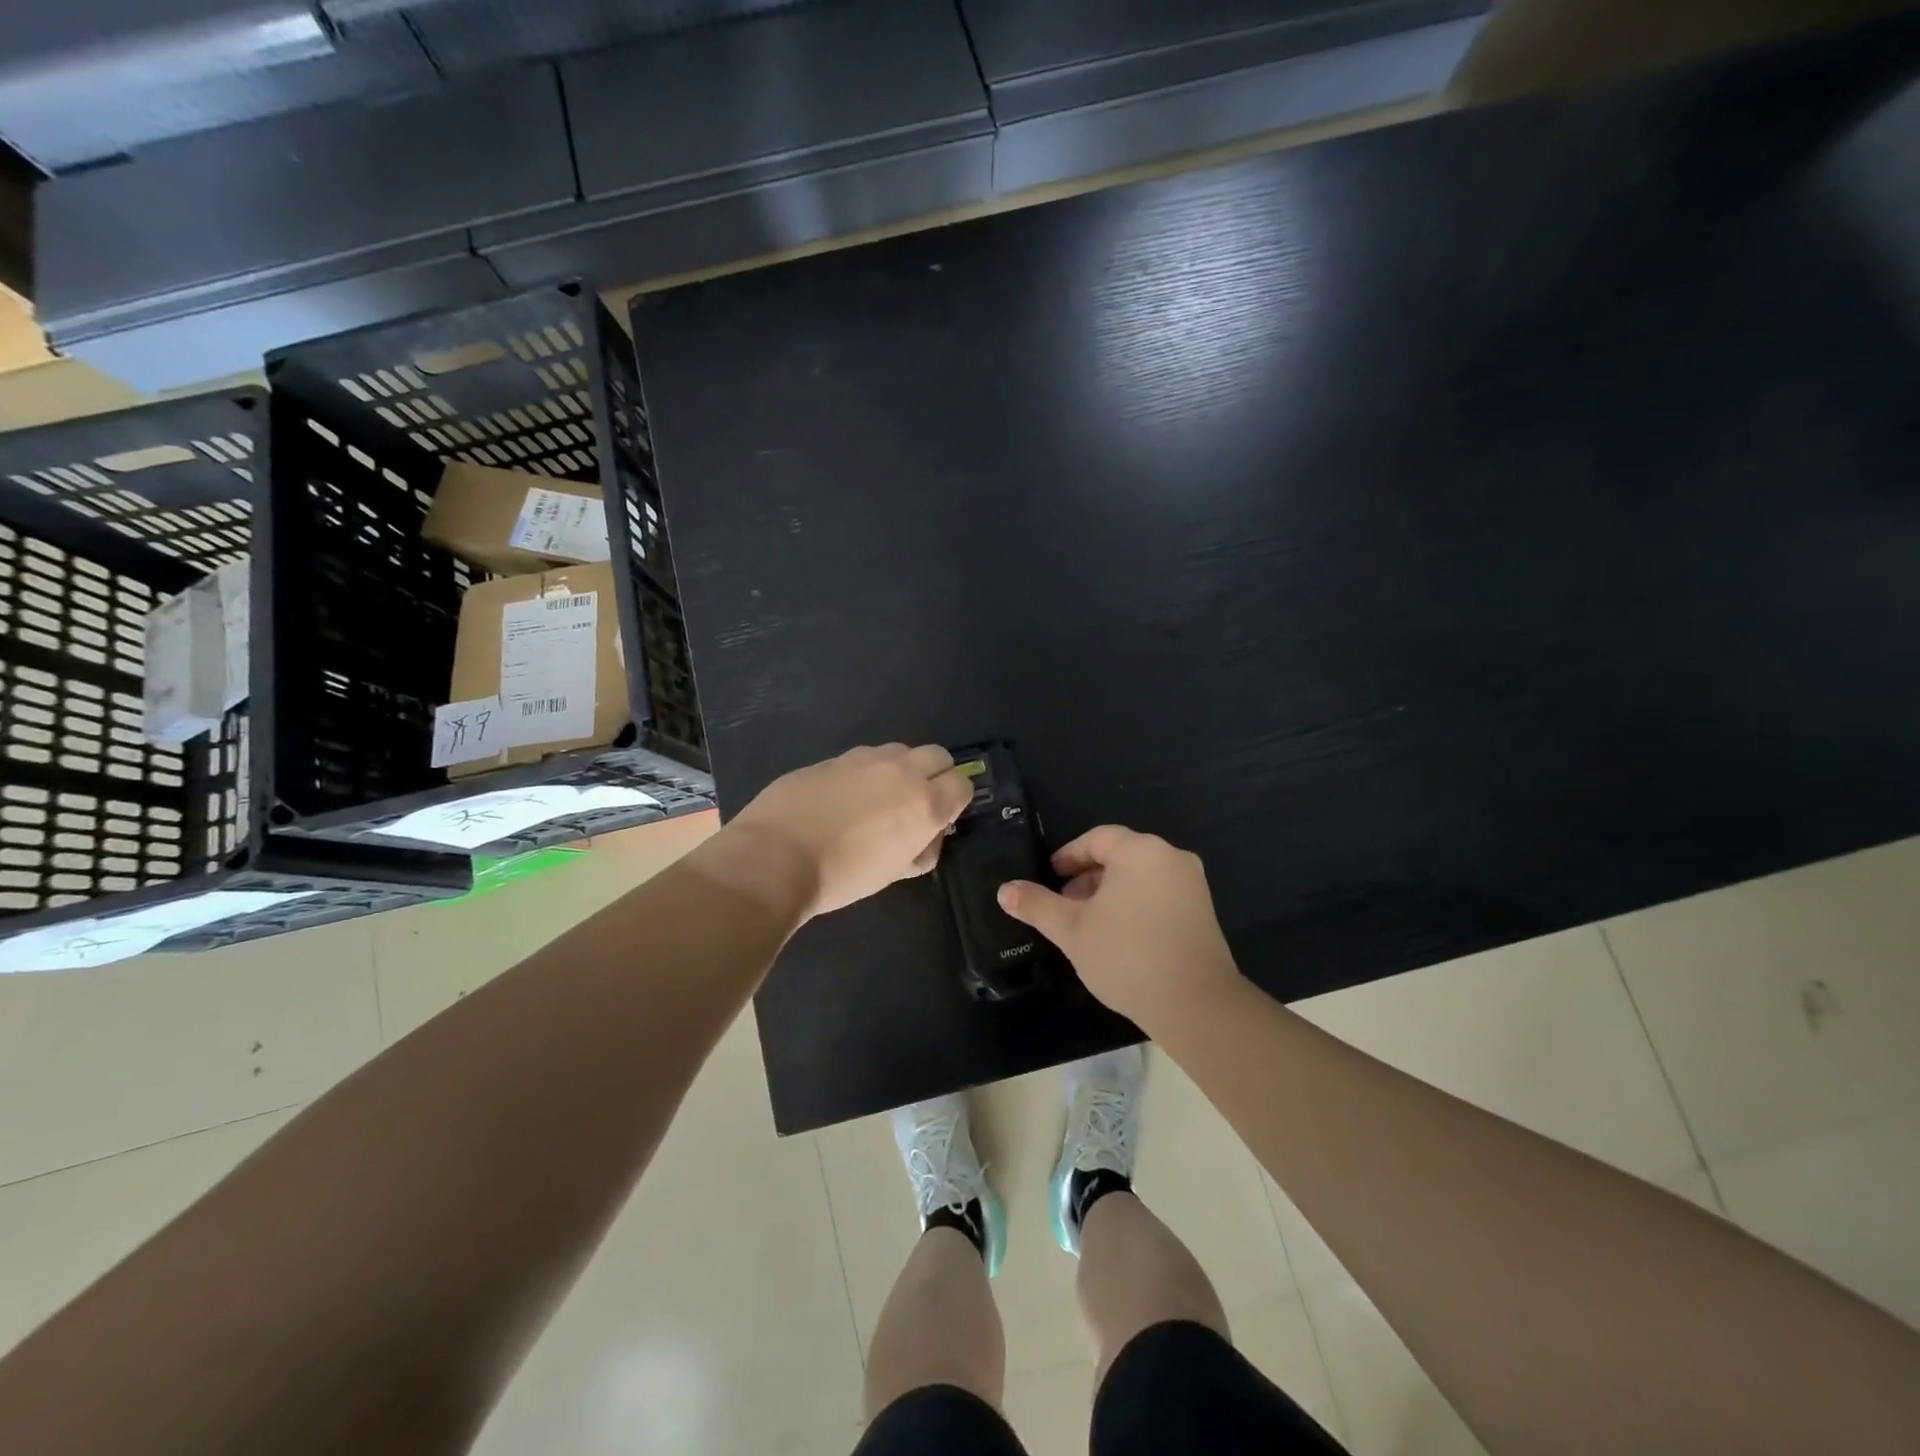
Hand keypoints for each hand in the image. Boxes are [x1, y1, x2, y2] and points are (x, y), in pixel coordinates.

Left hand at [727, 744, 972, 917]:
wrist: (775, 857)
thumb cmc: (842, 876)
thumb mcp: (893, 874)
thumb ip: (922, 850)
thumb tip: (927, 835)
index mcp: (924, 803)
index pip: (962, 784)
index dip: (956, 801)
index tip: (941, 819)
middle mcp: (901, 771)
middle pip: (937, 756)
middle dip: (936, 775)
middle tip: (916, 803)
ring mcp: (864, 758)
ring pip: (899, 751)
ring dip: (900, 770)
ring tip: (878, 799)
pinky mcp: (833, 758)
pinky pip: (864, 758)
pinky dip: (866, 773)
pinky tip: (843, 799)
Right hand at [997, 825, 1240, 1029]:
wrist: (1196, 1004)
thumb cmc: (1126, 955)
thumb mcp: (1071, 930)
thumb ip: (1037, 905)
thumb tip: (1004, 890)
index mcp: (1140, 851)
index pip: (1096, 839)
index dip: (1069, 856)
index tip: (1050, 877)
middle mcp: (1170, 857)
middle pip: (1120, 855)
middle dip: (1087, 876)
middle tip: (1064, 904)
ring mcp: (1192, 885)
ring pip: (1140, 877)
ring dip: (1110, 892)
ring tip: (1088, 924)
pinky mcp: (1204, 912)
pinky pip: (1160, 894)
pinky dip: (1135, 904)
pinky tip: (1120, 937)